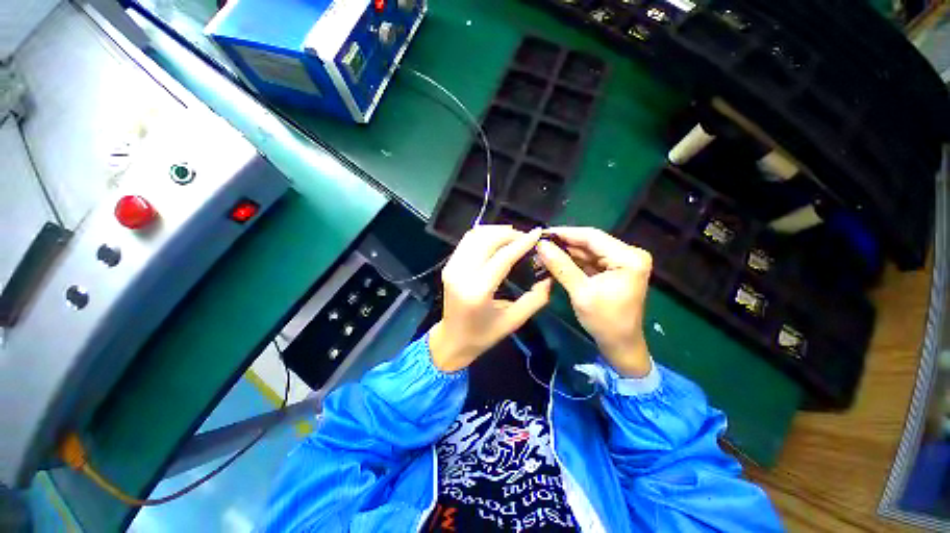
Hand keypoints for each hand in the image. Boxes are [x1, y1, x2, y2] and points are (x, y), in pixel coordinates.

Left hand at [429, 226, 552, 372]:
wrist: (452, 340)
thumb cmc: (483, 335)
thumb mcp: (513, 321)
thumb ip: (535, 299)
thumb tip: (549, 278)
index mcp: (478, 291)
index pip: (502, 257)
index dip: (522, 243)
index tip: (537, 233)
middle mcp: (461, 274)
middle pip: (487, 240)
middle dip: (509, 234)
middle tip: (526, 238)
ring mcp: (451, 267)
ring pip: (475, 235)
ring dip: (496, 231)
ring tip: (513, 237)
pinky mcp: (448, 265)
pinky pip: (467, 241)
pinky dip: (484, 235)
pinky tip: (497, 240)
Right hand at [536, 227, 652, 377]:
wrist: (620, 345)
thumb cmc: (604, 321)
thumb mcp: (581, 292)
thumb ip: (561, 266)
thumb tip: (541, 245)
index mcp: (628, 258)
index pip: (592, 237)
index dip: (565, 233)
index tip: (543, 232)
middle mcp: (628, 255)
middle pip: (590, 243)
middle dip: (564, 244)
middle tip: (540, 244)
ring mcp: (621, 262)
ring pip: (588, 251)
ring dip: (566, 253)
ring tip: (543, 251)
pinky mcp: (614, 270)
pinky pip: (589, 261)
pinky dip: (572, 262)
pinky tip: (555, 260)